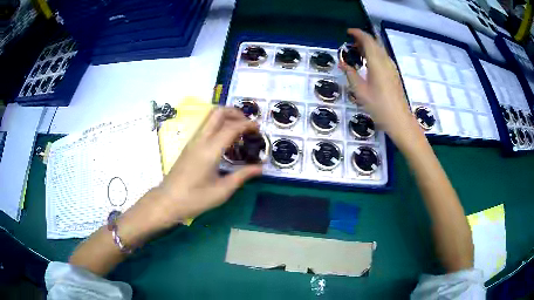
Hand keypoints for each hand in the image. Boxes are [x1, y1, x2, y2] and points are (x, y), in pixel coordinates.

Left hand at [128, 108, 261, 233]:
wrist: (167, 201)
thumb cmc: (195, 199)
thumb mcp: (222, 191)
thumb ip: (242, 176)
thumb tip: (260, 168)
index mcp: (210, 150)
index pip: (231, 127)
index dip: (247, 125)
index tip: (258, 129)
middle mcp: (200, 140)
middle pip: (218, 112)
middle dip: (235, 113)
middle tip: (248, 124)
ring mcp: (192, 141)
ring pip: (210, 117)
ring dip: (226, 117)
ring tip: (239, 130)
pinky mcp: (189, 146)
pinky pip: (205, 127)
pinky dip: (218, 125)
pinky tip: (225, 141)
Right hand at [341, 29, 423, 145]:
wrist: (400, 120)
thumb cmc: (379, 107)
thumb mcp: (360, 92)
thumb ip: (350, 74)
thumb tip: (342, 63)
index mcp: (377, 63)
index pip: (368, 40)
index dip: (358, 33)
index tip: (347, 32)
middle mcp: (386, 61)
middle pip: (375, 43)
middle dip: (363, 39)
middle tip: (350, 42)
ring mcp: (392, 68)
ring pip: (380, 50)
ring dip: (369, 46)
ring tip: (357, 52)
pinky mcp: (394, 74)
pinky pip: (383, 57)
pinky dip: (374, 54)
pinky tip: (368, 63)